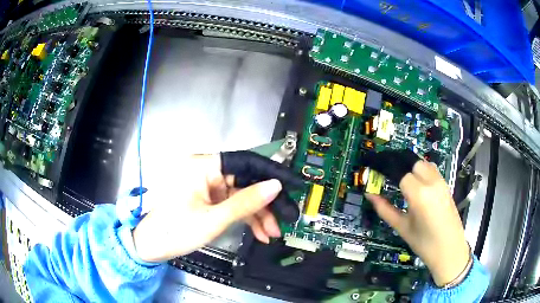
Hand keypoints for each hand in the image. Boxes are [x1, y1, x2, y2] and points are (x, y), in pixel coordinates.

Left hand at [132, 153, 287, 262]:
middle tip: (283, 219)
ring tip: (271, 232)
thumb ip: (246, 202)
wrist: (149, 246)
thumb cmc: (174, 230)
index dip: (271, 173)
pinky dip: (245, 217)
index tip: (292, 185)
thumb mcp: (213, 219)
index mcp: (202, 165)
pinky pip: (231, 204)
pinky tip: (258, 231)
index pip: (245, 162)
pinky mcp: (206, 198)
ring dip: (257, 214)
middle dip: (265, 203)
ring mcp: (206, 185)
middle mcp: (205, 170)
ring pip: (241, 195)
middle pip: (245, 181)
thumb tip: (275, 186)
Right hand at [366, 160, 469, 286]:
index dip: (386, 169)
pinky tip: (418, 186)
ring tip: (403, 181)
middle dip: (401, 167)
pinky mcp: (446, 186)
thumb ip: (384, 209)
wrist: (450, 250)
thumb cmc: (424, 243)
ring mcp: (441, 182)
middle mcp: (431, 182)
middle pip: (413, 162)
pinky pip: (432, 171)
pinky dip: (422, 172)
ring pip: (424, 164)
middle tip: (390, 177)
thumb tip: (369, 195)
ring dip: (412, 168)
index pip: (400, 172)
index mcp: (419, 194)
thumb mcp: (402, 227)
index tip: (376, 169)